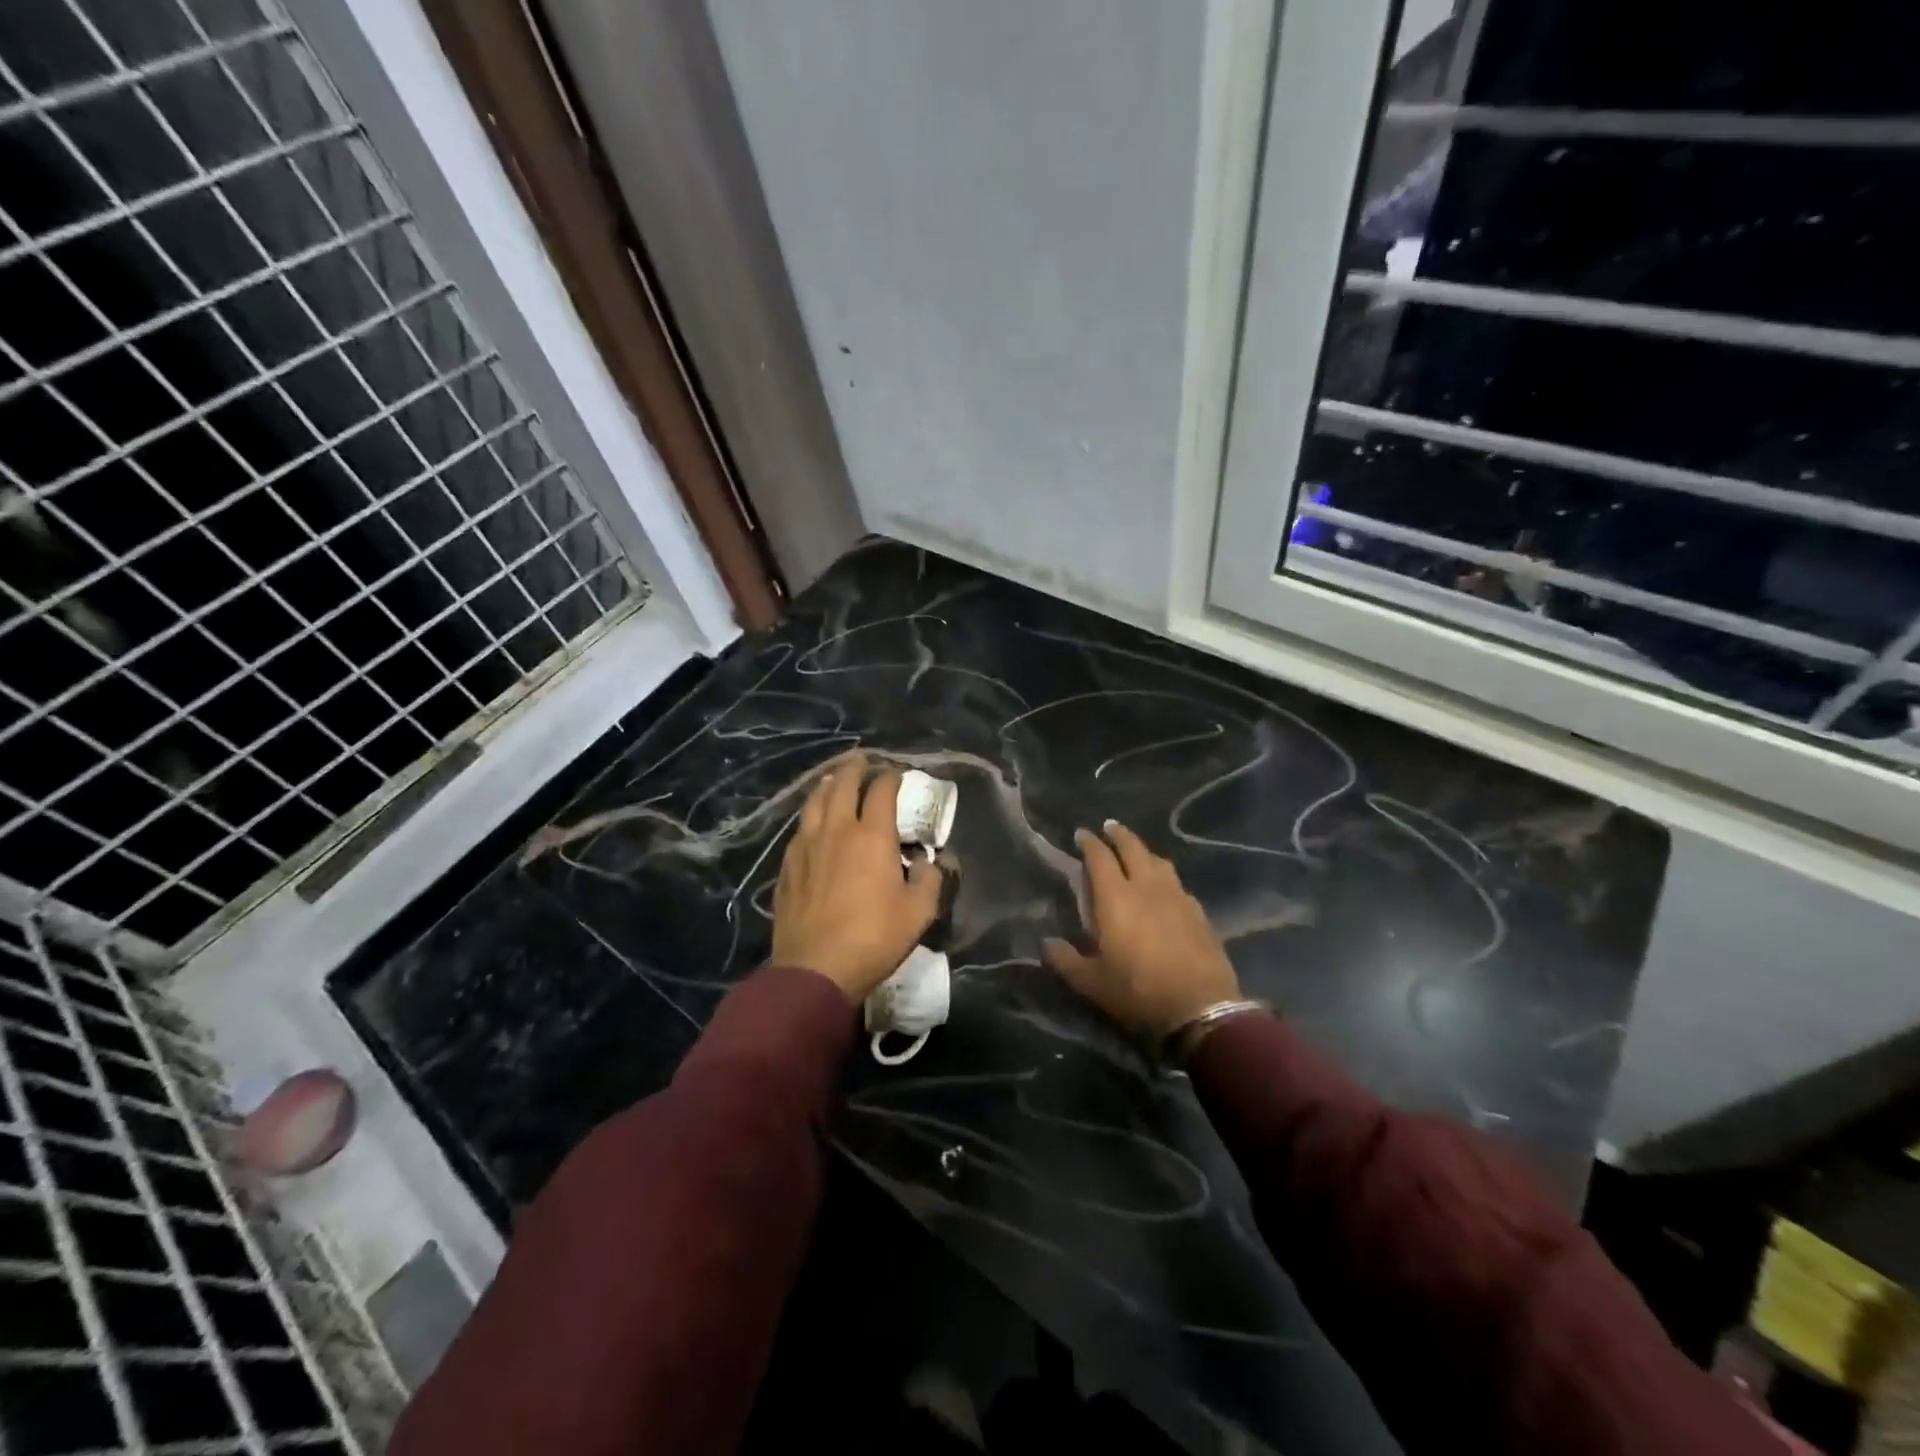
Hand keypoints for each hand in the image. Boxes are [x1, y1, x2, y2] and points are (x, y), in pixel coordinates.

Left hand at [771, 753, 945, 1001]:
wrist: (815, 969)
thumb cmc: (874, 938)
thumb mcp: (919, 912)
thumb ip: (932, 879)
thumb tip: (933, 861)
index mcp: (872, 836)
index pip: (882, 790)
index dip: (891, 776)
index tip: (898, 773)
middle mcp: (836, 830)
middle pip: (843, 785)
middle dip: (855, 768)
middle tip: (863, 760)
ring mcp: (806, 846)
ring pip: (815, 801)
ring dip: (828, 785)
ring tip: (835, 780)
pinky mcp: (788, 866)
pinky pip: (800, 828)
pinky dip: (811, 814)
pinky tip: (813, 822)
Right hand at [1043, 821, 1240, 1037]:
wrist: (1201, 1008)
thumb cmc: (1138, 991)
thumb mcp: (1092, 983)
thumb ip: (1066, 960)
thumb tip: (1047, 944)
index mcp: (1116, 898)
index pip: (1099, 857)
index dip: (1089, 842)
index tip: (1081, 834)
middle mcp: (1147, 887)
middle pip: (1133, 848)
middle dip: (1119, 834)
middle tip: (1109, 828)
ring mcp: (1177, 897)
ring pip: (1159, 861)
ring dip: (1144, 851)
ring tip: (1136, 853)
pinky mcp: (1198, 912)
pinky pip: (1177, 884)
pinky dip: (1165, 877)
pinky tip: (1164, 889)